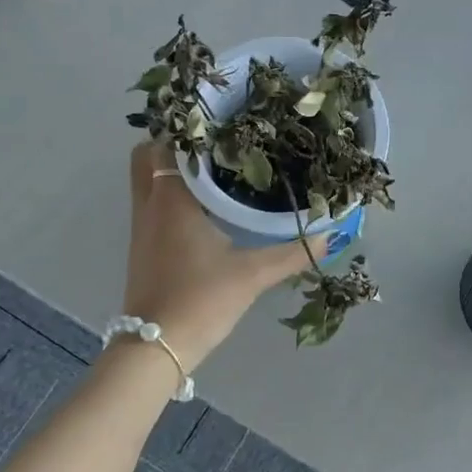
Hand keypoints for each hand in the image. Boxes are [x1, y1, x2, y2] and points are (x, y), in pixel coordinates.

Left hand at [122, 143, 326, 370]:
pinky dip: (169, 194)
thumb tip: (330, 236)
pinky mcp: (141, 247)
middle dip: (172, 144)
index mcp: (172, 200)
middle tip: (213, 144)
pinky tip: (204, 207)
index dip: (190, 128)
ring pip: (146, 180)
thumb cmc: (201, 300)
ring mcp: (141, 227)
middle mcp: (149, 205)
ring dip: (171, 170)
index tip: (221, 123)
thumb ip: (292, 253)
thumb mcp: (252, 275)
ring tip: (215, 168)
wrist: (155, 347)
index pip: (169, 145)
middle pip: (146, 156)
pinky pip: (150, 203)